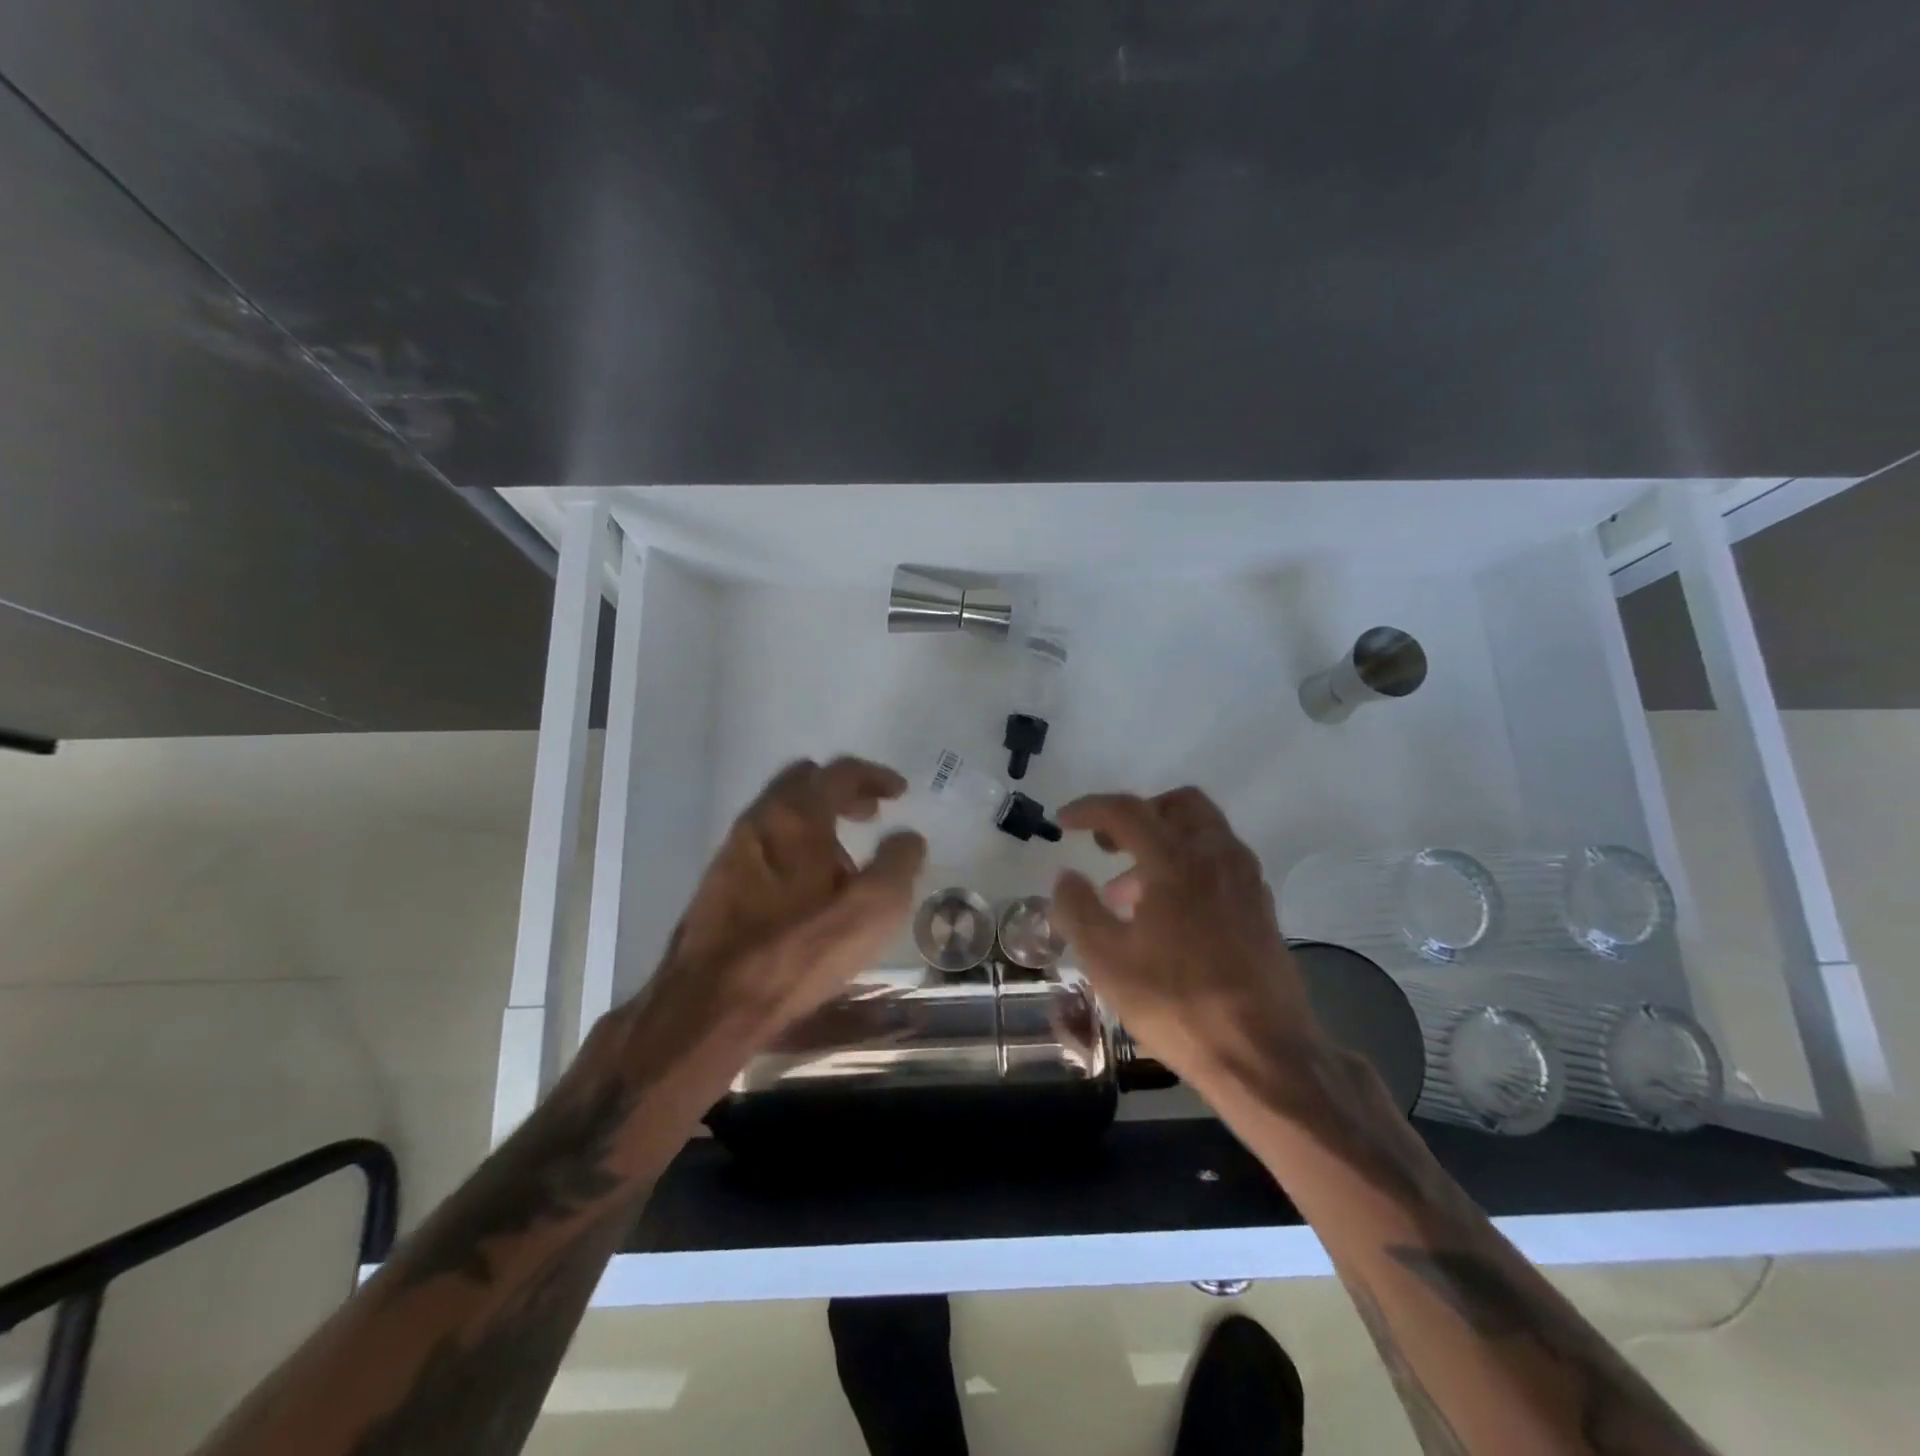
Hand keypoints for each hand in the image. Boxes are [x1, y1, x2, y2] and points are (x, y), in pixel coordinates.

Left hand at [581, 758, 925, 1100]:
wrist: (710, 1004)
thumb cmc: (799, 949)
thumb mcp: (873, 908)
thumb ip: (898, 864)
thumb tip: (907, 838)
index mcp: (797, 815)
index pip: (839, 772)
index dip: (874, 776)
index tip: (899, 792)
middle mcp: (760, 820)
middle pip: (804, 783)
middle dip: (841, 791)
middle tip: (869, 814)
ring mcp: (733, 850)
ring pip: (781, 814)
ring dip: (816, 822)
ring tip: (844, 862)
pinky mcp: (718, 883)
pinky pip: (765, 845)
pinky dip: (793, 847)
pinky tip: (807, 891)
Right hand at [1049, 787, 1327, 1101]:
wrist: (1264, 1054)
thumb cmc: (1178, 1003)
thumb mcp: (1107, 960)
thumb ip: (1078, 909)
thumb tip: (1066, 876)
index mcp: (1177, 860)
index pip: (1127, 810)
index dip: (1089, 810)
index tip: (1063, 822)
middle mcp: (1217, 856)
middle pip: (1179, 804)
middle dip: (1138, 814)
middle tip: (1108, 844)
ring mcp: (1245, 880)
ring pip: (1203, 832)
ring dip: (1163, 842)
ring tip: (1127, 892)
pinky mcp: (1261, 907)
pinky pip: (1220, 861)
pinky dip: (1188, 864)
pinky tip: (1167, 913)